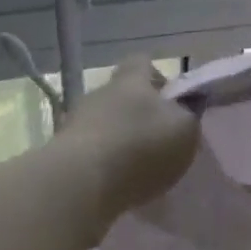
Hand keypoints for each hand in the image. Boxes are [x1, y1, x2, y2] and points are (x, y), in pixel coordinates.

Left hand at [63, 56, 199, 234]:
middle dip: (139, 114)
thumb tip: (188, 105)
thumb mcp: (185, 130)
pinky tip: (116, 186)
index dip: (158, 78)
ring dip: (119, 141)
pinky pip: (89, 153)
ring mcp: (76, 122)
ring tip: (137, 170)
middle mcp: (100, 92)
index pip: (143, 63)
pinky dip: (102, 165)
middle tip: (158, 141)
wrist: (78, 186)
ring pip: (104, 124)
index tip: (172, 102)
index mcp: (131, 79)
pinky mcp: (60, 155)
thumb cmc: (141, 147)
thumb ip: (190, 114)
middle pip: (122, 95)